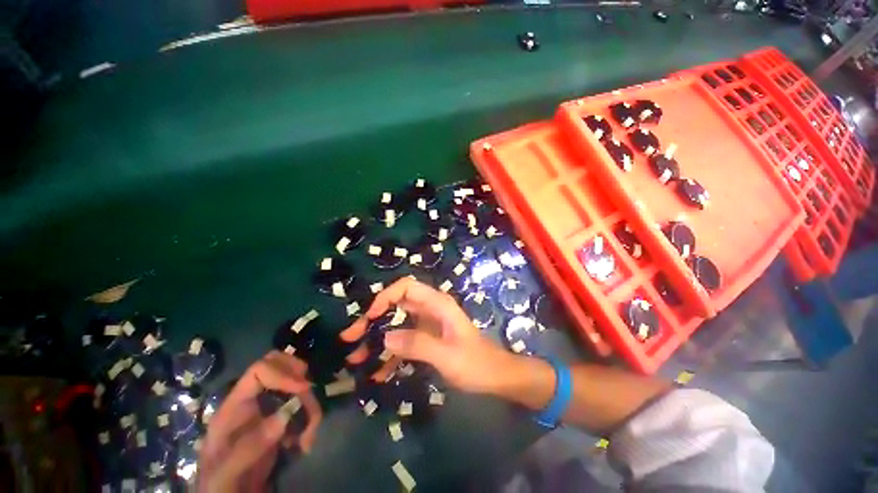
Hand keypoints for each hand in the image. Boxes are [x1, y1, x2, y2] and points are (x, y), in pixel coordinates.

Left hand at [197, 351, 321, 492]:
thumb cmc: (220, 485)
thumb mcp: (225, 473)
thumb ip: (248, 447)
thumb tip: (285, 416)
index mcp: (234, 407)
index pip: (260, 370)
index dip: (283, 373)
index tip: (303, 389)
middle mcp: (254, 401)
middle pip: (282, 369)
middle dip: (301, 381)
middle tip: (309, 400)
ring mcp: (269, 410)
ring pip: (299, 389)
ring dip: (310, 407)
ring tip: (308, 438)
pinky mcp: (282, 422)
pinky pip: (304, 408)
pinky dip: (310, 420)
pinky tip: (304, 443)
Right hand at [340, 277, 512, 392]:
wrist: (495, 376)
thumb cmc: (475, 363)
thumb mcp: (447, 355)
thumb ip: (417, 344)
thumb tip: (384, 337)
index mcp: (437, 304)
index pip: (406, 287)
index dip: (385, 297)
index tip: (369, 318)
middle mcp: (429, 309)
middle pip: (396, 305)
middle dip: (373, 319)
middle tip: (351, 338)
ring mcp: (427, 325)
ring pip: (396, 324)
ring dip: (377, 339)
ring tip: (357, 359)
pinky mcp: (426, 339)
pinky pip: (404, 341)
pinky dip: (390, 354)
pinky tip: (377, 373)